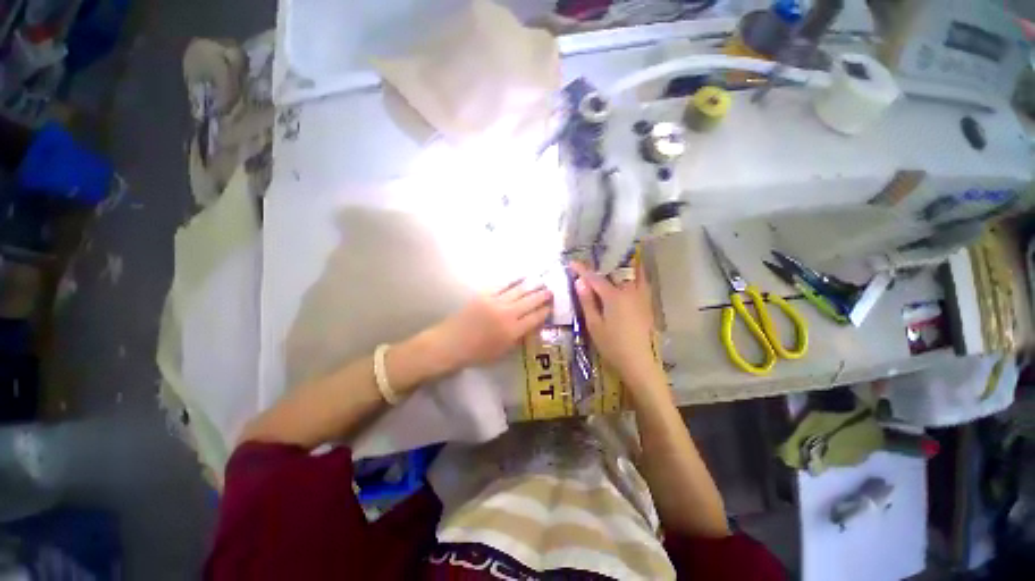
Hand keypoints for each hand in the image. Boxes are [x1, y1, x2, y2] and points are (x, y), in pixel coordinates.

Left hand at [430, 280, 552, 370]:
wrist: (451, 343)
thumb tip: (530, 326)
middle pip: (530, 301)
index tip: (552, 306)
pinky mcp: (485, 294)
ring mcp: (496, 302)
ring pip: (519, 290)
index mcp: (513, 331)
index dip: (545, 311)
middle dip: (543, 295)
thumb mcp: (502, 352)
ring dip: (533, 286)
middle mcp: (507, 314)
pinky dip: (515, 280)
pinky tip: (522, 277)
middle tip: (551, 291)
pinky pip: (503, 285)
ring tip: (542, 282)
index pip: (535, 318)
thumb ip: (518, 338)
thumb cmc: (477, 353)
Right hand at [571, 262, 667, 399]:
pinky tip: (627, 278)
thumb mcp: (594, 325)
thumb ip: (587, 301)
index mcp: (613, 296)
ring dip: (617, 269)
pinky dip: (633, 275)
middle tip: (587, 269)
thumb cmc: (612, 345)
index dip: (582, 270)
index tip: (571, 263)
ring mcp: (641, 296)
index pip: (594, 278)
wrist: (639, 362)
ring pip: (629, 275)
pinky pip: (640, 282)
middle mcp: (629, 291)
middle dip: (599, 268)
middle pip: (612, 273)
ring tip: (607, 268)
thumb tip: (579, 282)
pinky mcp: (647, 303)